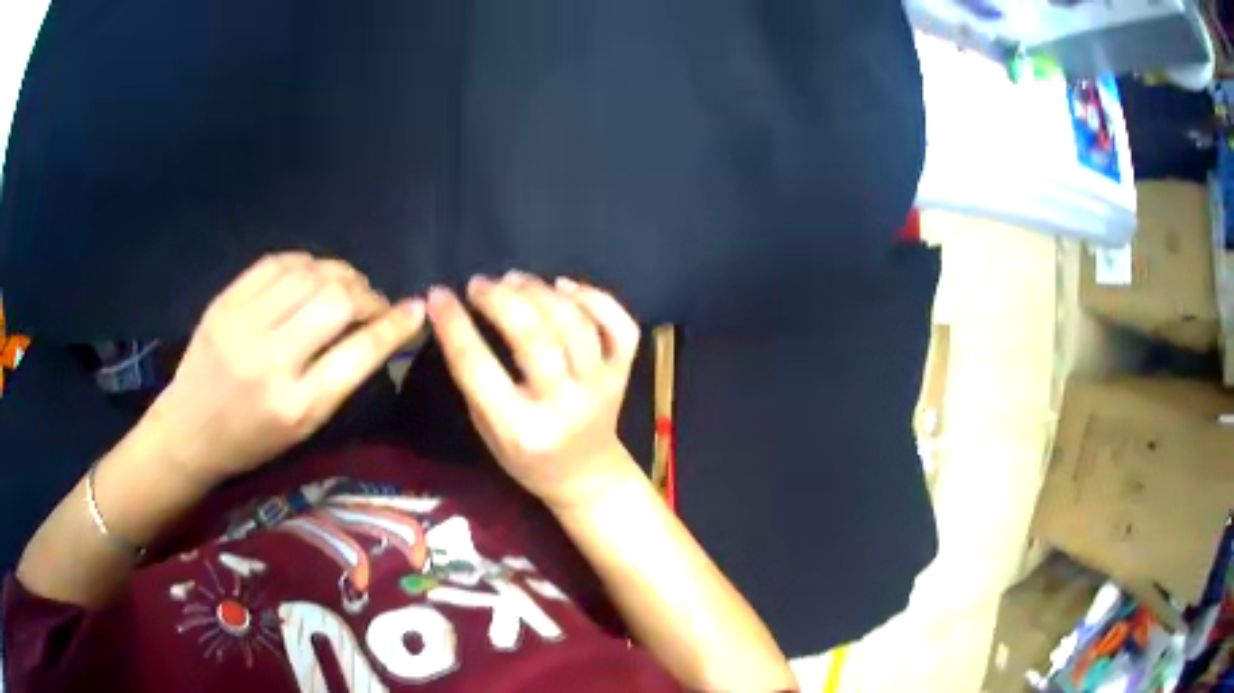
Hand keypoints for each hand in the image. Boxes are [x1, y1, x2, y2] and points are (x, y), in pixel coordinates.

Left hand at [144, 252, 425, 486]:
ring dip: (339, 273)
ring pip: (308, 275)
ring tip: (345, 285)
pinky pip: (276, 263)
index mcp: (295, 405)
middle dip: (366, 295)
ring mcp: (242, 325)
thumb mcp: (302, 427)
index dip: (393, 326)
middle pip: (335, 302)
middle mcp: (269, 361)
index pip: (358, 353)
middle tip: (372, 303)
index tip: (415, 309)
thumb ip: (339, 379)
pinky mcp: (224, 302)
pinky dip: (304, 263)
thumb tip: (379, 331)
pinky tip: (311, 274)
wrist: (188, 430)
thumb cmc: (251, 440)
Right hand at [427, 271, 642, 509]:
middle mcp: (564, 405)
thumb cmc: (527, 458)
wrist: (585, 475)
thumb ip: (476, 382)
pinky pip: (620, 326)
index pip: (479, 367)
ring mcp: (601, 387)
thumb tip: (461, 317)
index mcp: (521, 429)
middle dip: (501, 299)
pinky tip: (565, 286)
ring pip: (575, 324)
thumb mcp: (487, 431)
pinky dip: (595, 297)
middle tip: (479, 284)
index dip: (453, 325)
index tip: (438, 295)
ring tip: (513, 279)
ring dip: (540, 292)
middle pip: (535, 337)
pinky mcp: (624, 374)